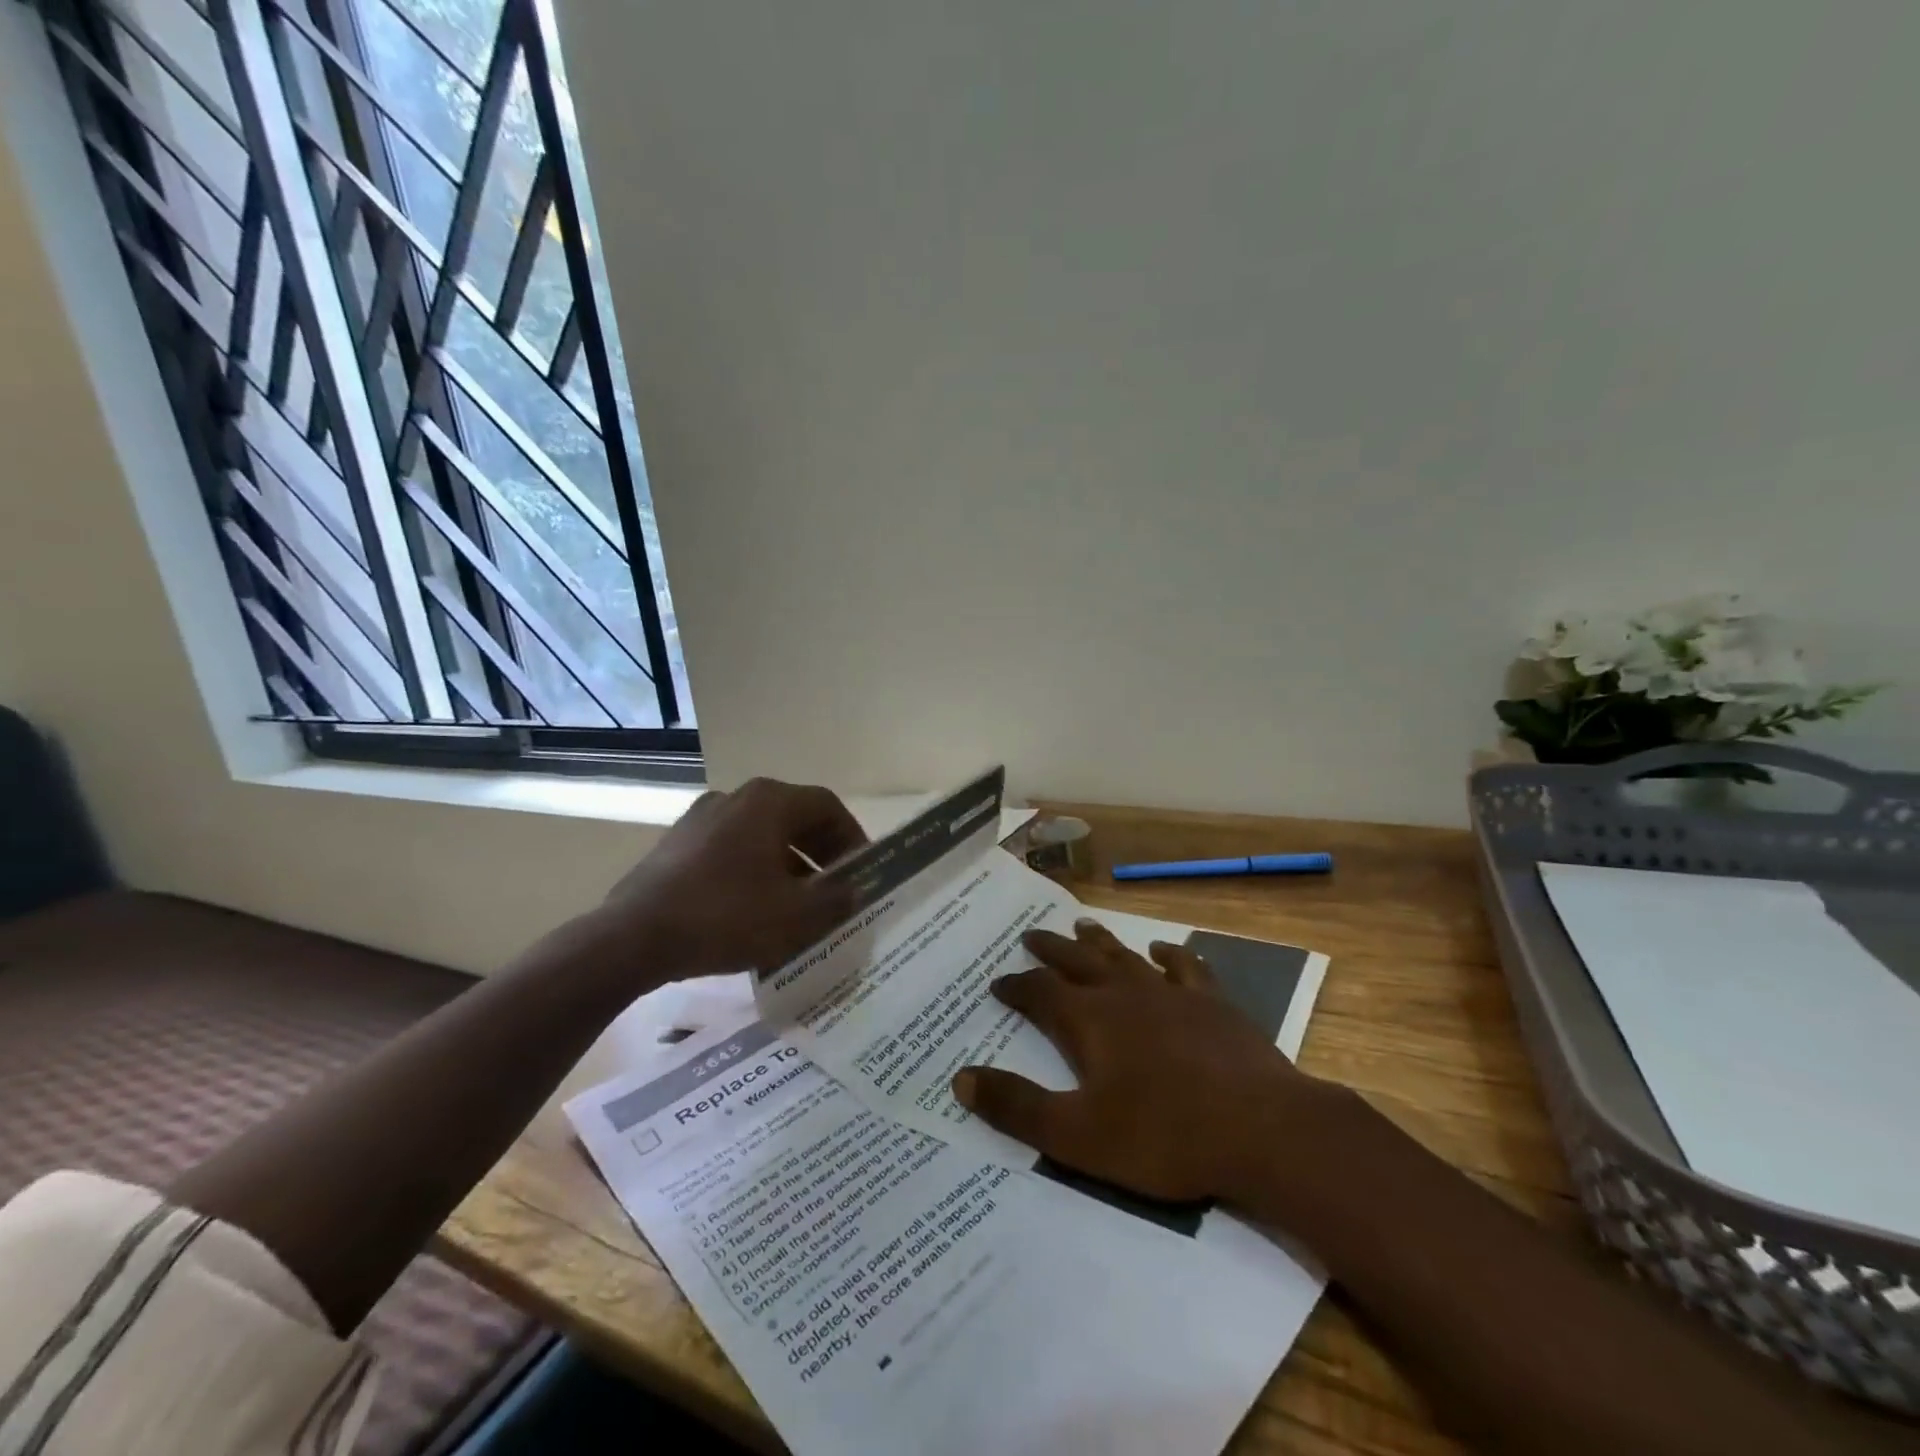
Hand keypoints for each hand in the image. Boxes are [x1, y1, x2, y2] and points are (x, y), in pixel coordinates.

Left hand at [568, 778, 866, 988]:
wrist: (632, 938)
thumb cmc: (726, 917)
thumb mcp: (796, 917)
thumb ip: (836, 899)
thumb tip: (854, 889)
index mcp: (768, 801)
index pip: (827, 806)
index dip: (852, 837)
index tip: (861, 871)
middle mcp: (735, 797)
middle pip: (794, 818)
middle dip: (821, 854)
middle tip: (836, 890)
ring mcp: (700, 818)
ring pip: (762, 836)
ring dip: (789, 865)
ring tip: (798, 906)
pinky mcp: (676, 844)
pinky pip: (731, 850)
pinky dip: (754, 871)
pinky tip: (755, 911)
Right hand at [951, 919, 1336, 1203]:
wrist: (1263, 1130)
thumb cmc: (1164, 1136)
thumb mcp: (1078, 1135)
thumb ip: (1018, 1107)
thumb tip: (961, 1078)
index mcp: (1090, 1021)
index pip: (1040, 992)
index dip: (1016, 986)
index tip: (998, 981)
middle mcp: (1125, 994)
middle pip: (1079, 961)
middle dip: (1051, 950)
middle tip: (1031, 935)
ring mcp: (1172, 994)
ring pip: (1126, 956)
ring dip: (1100, 941)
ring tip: (1082, 924)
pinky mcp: (1213, 1004)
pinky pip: (1185, 968)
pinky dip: (1169, 955)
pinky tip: (1162, 950)